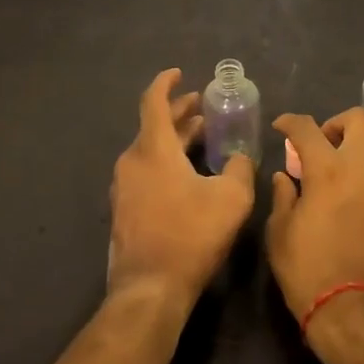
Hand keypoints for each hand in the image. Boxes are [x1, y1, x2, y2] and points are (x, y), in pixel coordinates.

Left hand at [108, 69, 255, 311]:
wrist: (150, 291)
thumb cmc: (191, 235)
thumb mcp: (231, 197)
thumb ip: (239, 168)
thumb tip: (238, 158)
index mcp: (152, 149)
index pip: (153, 101)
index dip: (166, 83)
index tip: (179, 73)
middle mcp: (132, 161)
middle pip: (153, 125)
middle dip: (179, 113)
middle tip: (202, 107)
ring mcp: (124, 188)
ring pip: (150, 150)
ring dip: (174, 139)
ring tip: (200, 137)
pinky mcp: (124, 211)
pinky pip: (145, 172)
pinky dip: (166, 161)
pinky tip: (187, 174)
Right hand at [266, 108, 363, 344]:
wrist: (356, 315)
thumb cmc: (309, 271)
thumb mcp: (280, 233)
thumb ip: (283, 196)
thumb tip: (285, 177)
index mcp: (329, 170)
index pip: (308, 128)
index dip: (290, 122)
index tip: (281, 128)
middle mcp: (362, 171)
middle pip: (360, 121)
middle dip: (337, 123)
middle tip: (318, 144)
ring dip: (349, 155)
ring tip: (326, 181)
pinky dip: (358, 180)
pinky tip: (341, 205)